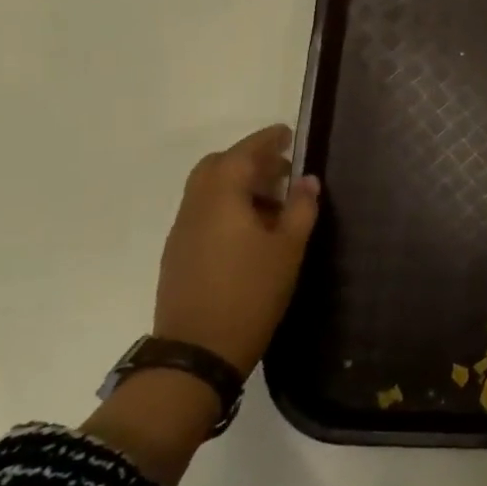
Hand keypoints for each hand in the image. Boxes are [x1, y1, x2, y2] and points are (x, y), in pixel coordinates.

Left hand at [154, 124, 321, 376]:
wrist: (198, 351)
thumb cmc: (251, 293)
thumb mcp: (288, 249)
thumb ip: (301, 209)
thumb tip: (307, 180)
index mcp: (222, 199)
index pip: (243, 154)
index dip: (266, 140)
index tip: (288, 134)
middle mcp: (195, 207)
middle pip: (217, 167)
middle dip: (249, 160)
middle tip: (282, 171)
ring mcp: (183, 231)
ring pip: (207, 190)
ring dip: (238, 184)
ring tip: (273, 203)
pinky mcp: (179, 253)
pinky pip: (203, 212)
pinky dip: (227, 206)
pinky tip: (251, 230)